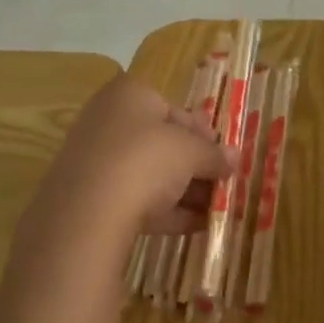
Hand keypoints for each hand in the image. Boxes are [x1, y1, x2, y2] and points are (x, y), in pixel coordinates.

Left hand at [29, 74, 237, 243]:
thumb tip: (234, 158)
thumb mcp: (191, 153)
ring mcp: (96, 161)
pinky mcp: (91, 199)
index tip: (225, 154)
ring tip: (216, 210)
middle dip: (195, 165)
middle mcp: (107, 121)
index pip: (173, 108)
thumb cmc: (145, 160)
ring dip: (184, 192)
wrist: (89, 211)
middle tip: (223, 184)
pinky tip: (195, 227)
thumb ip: (214, 155)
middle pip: (160, 143)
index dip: (203, 132)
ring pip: (149, 174)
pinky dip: (166, 212)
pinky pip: (136, 200)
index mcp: (129, 95)